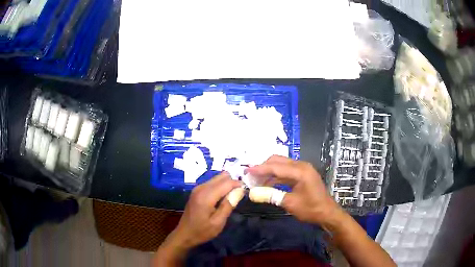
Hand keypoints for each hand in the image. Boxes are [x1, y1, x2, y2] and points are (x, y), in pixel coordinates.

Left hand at [162, 172, 241, 251]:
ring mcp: (197, 188)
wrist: (184, 234)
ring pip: (217, 178)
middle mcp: (201, 188)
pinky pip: (212, 183)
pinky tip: (223, 197)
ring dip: (226, 184)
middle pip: (221, 176)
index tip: (246, 191)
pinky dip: (220, 187)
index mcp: (206, 196)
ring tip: (233, 196)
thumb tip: (240, 191)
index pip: (226, 183)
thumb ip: (228, 205)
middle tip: (239, 194)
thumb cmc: (202, 231)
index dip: (238, 184)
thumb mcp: (218, 222)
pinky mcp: (196, 191)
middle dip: (232, 182)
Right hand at [248, 155, 342, 225]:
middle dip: (263, 167)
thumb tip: (252, 193)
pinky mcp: (303, 174)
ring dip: (269, 172)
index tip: (246, 171)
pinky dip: (276, 176)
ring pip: (282, 165)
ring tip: (256, 181)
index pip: (276, 166)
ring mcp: (303, 169)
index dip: (260, 169)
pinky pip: (286, 171)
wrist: (327, 213)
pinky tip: (268, 184)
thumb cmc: (311, 209)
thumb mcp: (290, 203)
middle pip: (278, 161)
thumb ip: (271, 195)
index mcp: (300, 171)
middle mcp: (302, 165)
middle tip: (250, 176)